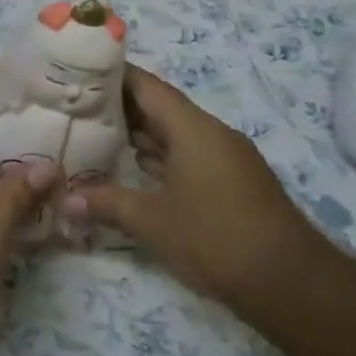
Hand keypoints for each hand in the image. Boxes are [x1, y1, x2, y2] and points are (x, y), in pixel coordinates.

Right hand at [69, 65, 326, 317]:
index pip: (148, 87)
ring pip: (176, 134)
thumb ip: (106, 203)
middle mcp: (212, 134)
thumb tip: (65, 200)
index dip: (114, 76)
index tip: (81, 73)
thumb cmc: (215, 239)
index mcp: (193, 129)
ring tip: (97, 134)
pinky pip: (189, 156)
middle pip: (161, 109)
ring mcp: (226, 159)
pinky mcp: (233, 183)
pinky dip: (161, 157)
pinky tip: (135, 169)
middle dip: (121, 107)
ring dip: (141, 134)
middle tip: (78, 108)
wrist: (290, 282)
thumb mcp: (151, 221)